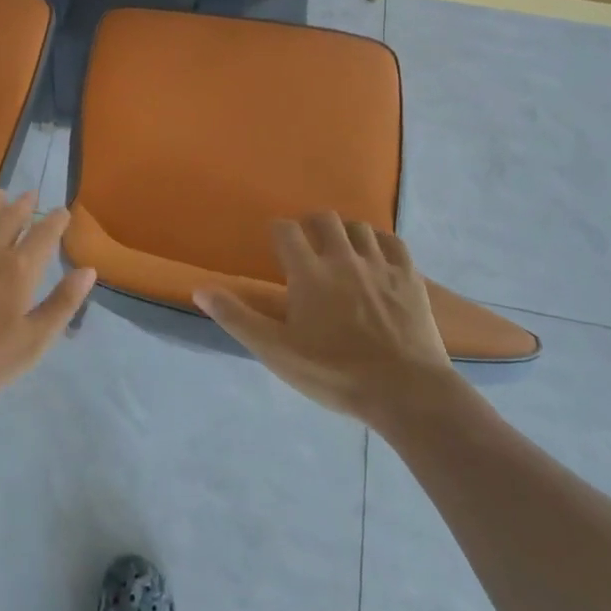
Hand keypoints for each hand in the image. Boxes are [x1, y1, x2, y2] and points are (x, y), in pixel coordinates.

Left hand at [0, 191, 94, 415]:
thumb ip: (62, 304)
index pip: (44, 236)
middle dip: (24, 205)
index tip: (63, 212)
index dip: (56, 221)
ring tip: (1, 193)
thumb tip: (88, 269)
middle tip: (32, 195)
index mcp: (19, 270)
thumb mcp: (32, 343)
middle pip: (11, 218)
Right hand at [194, 214, 454, 424]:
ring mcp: (380, 265)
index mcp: (309, 273)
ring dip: (345, 232)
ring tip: (340, 250)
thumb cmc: (333, 373)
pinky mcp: (410, 278)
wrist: (405, 391)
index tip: (275, 245)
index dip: (277, 231)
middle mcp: (343, 259)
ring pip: (359, 227)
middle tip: (307, 245)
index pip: (286, 229)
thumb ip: (236, 318)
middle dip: (311, 224)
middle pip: (324, 218)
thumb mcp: (276, 351)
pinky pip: (394, 242)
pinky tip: (376, 255)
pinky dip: (380, 242)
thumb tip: (200, 289)